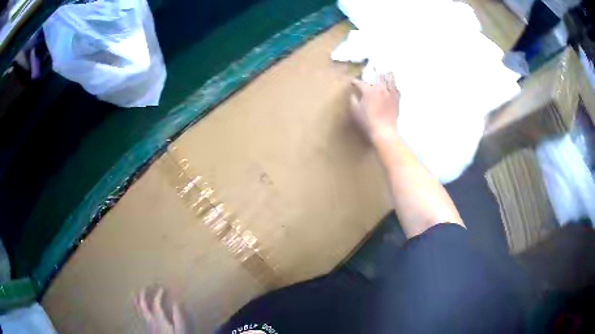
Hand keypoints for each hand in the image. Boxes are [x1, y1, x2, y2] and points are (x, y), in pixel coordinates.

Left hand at [135, 287, 185, 333]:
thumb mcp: (180, 329)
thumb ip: (178, 316)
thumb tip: (176, 303)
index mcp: (158, 318)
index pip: (156, 302)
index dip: (158, 294)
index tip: (162, 288)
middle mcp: (150, 319)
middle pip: (142, 304)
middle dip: (143, 294)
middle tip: (145, 287)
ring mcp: (147, 324)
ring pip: (139, 309)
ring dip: (137, 301)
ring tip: (136, 295)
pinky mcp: (147, 328)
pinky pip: (140, 315)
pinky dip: (138, 309)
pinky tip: (139, 310)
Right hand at [350, 72, 399, 142]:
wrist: (384, 131)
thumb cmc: (367, 122)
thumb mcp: (355, 111)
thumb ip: (353, 100)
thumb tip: (353, 95)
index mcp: (369, 90)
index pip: (360, 83)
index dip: (355, 82)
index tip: (352, 82)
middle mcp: (381, 88)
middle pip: (378, 76)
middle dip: (373, 72)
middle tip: (372, 70)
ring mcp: (390, 93)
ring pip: (390, 79)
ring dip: (387, 75)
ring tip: (386, 72)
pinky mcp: (397, 100)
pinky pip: (397, 89)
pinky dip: (394, 85)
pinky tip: (394, 85)